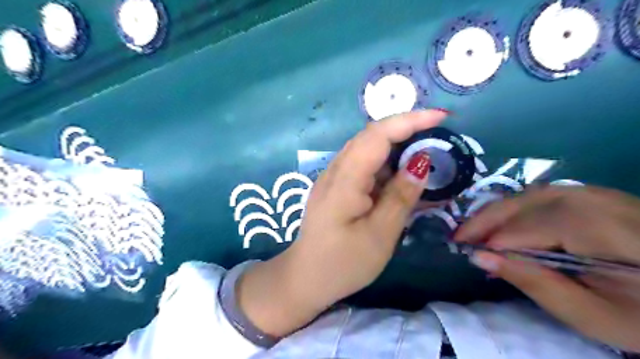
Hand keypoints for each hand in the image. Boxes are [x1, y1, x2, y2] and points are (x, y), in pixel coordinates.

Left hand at [237, 111, 446, 337]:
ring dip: (396, 147)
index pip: (377, 136)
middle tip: (437, 135)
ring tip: (424, 154)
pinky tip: (400, 177)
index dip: (409, 121)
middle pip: (371, 137)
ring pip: (367, 150)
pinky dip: (385, 165)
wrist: (306, 279)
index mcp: (344, 180)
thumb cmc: (343, 263)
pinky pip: (362, 166)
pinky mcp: (336, 187)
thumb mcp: (380, 235)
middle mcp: (335, 170)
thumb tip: (421, 162)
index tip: (441, 117)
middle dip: (405, 129)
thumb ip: (400, 196)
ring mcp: (333, 178)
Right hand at [455, 186, 638, 351]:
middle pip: (519, 203)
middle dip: (484, 221)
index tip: (468, 257)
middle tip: (459, 238)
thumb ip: (533, 281)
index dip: (491, 243)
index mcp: (591, 226)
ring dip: (497, 213)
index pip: (522, 229)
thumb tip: (479, 257)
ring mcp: (593, 192)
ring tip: (477, 231)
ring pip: (526, 195)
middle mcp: (588, 198)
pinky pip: (542, 195)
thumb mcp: (590, 314)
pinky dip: (517, 208)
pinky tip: (507, 221)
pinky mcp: (594, 195)